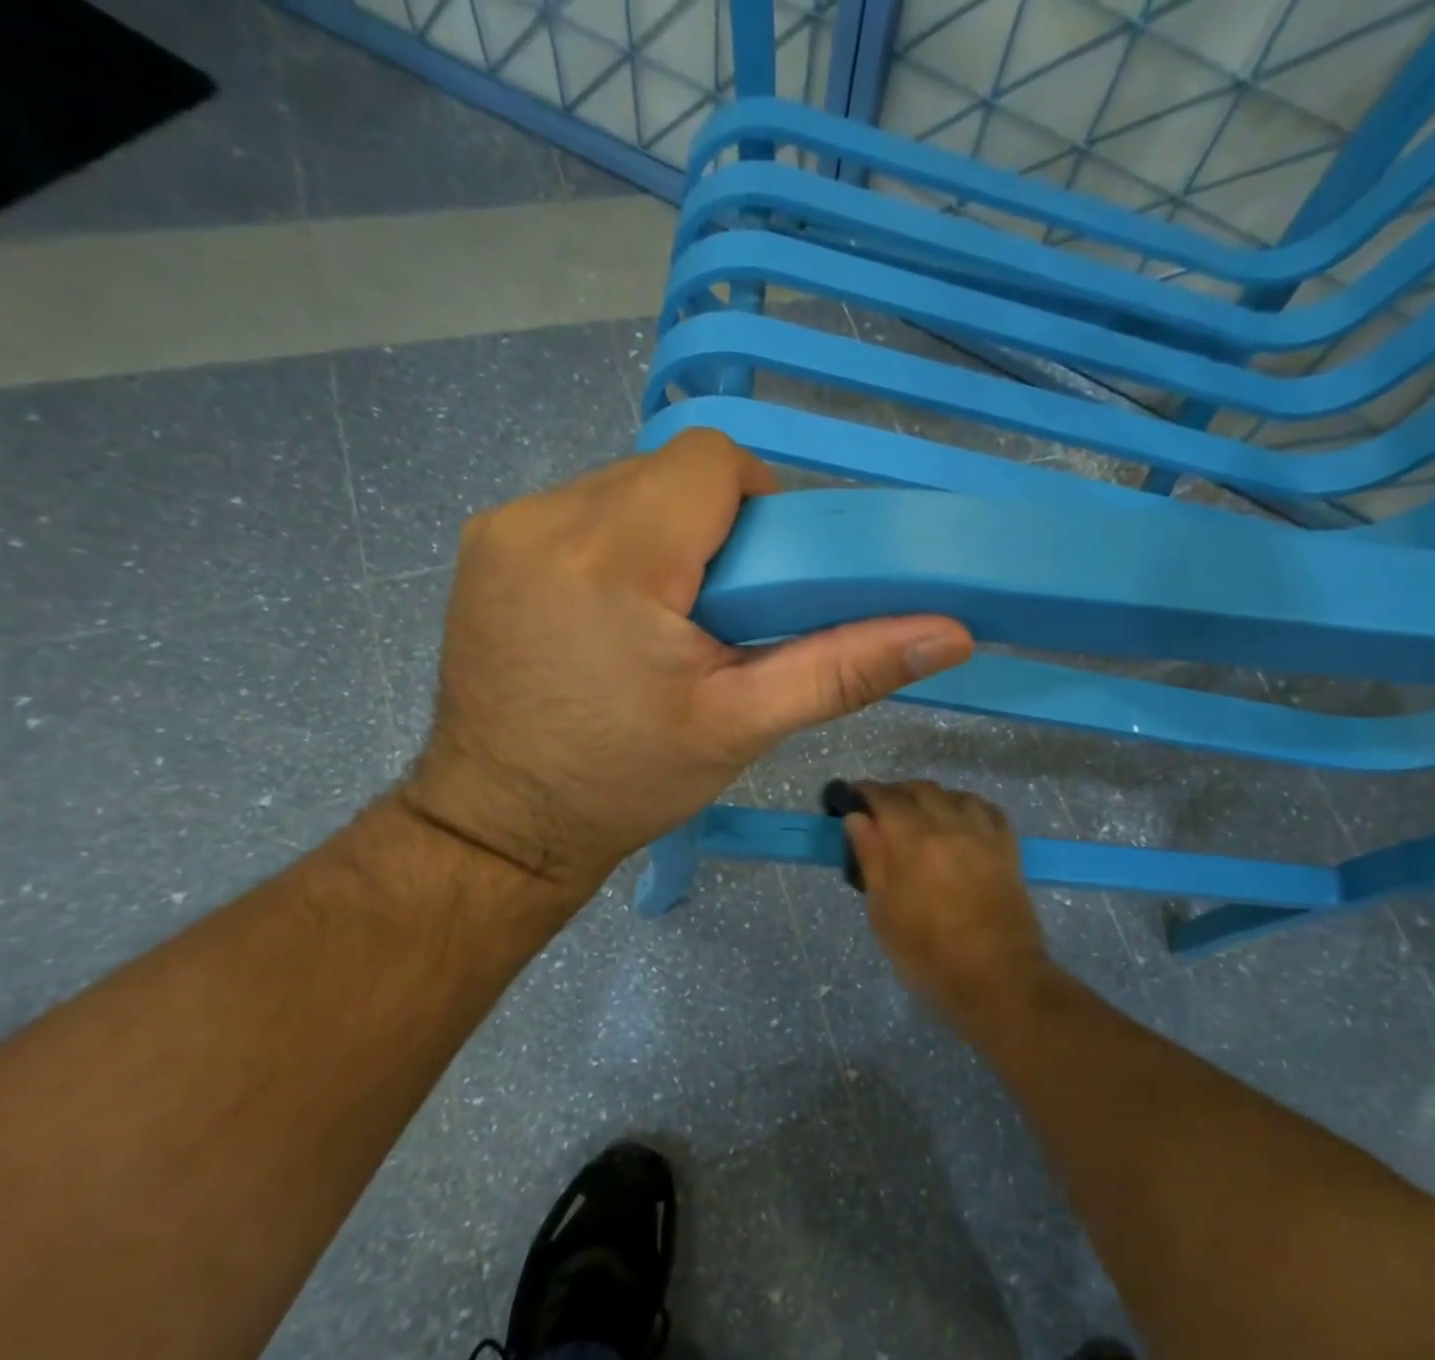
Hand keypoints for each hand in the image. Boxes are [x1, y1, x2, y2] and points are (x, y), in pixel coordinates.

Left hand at [400, 430, 974, 891]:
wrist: (504, 824)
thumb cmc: (628, 781)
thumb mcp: (745, 726)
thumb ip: (847, 667)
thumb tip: (951, 632)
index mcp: (618, 556)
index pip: (714, 461)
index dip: (759, 505)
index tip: (767, 577)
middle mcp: (549, 517)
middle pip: (670, 472)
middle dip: (713, 528)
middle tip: (726, 612)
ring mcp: (505, 526)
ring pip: (625, 487)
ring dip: (665, 535)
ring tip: (670, 619)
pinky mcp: (484, 544)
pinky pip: (580, 511)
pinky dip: (616, 544)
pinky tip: (615, 613)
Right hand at [842, 780, 1049, 1022]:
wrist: (997, 978)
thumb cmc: (929, 955)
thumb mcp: (884, 913)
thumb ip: (871, 858)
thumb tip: (857, 819)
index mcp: (914, 841)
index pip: (885, 798)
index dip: (866, 792)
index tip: (853, 798)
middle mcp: (950, 826)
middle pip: (921, 789)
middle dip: (897, 793)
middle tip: (882, 811)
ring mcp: (983, 835)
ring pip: (956, 795)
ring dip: (933, 798)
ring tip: (922, 816)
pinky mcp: (1008, 849)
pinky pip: (988, 811)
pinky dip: (968, 807)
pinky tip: (961, 822)